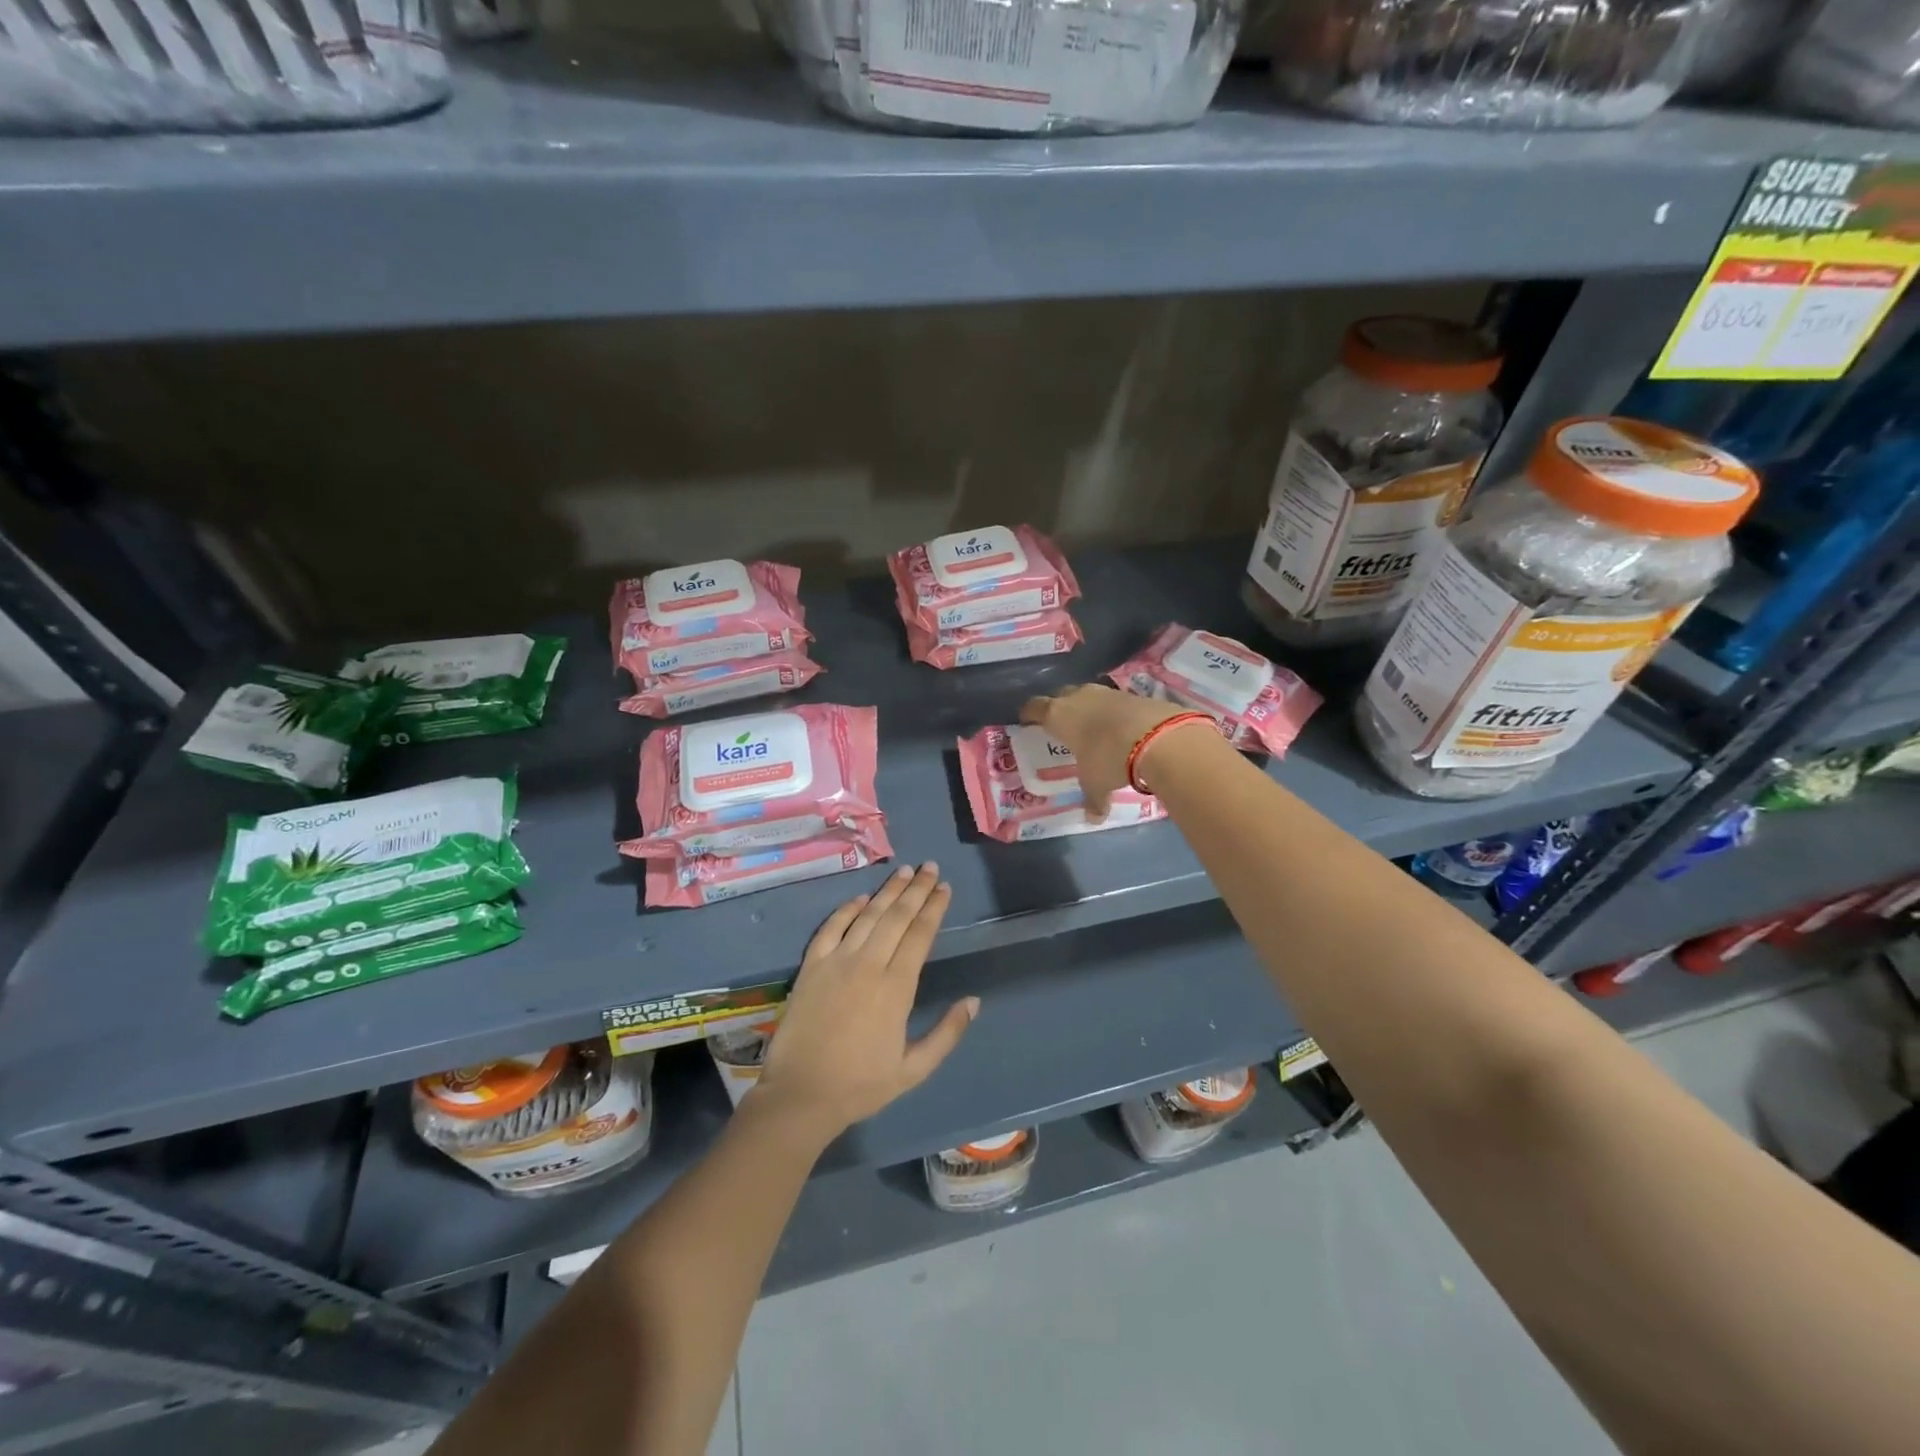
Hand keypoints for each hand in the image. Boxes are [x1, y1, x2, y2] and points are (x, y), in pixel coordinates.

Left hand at [754, 863, 975, 1139]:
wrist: (801, 1094)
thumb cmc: (861, 1085)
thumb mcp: (914, 1069)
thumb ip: (947, 1033)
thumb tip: (974, 1001)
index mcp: (896, 988)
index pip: (920, 935)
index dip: (934, 908)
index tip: (944, 888)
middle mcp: (868, 964)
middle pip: (897, 916)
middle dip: (916, 889)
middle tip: (930, 867)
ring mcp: (836, 962)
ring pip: (868, 916)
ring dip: (888, 891)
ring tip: (904, 871)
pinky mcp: (811, 966)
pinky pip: (831, 928)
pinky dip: (846, 910)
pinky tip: (860, 898)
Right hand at [1020, 684, 1195, 815]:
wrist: (1155, 736)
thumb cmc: (1108, 758)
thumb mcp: (1096, 784)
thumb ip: (1093, 799)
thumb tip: (1094, 818)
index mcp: (1058, 715)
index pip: (1034, 708)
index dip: (1029, 714)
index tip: (1027, 720)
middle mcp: (1078, 697)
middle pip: (1061, 696)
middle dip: (1060, 708)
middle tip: (1062, 725)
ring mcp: (1106, 692)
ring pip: (1089, 695)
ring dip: (1089, 708)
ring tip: (1093, 726)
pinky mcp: (1132, 693)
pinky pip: (1115, 701)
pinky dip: (1114, 712)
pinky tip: (1120, 727)